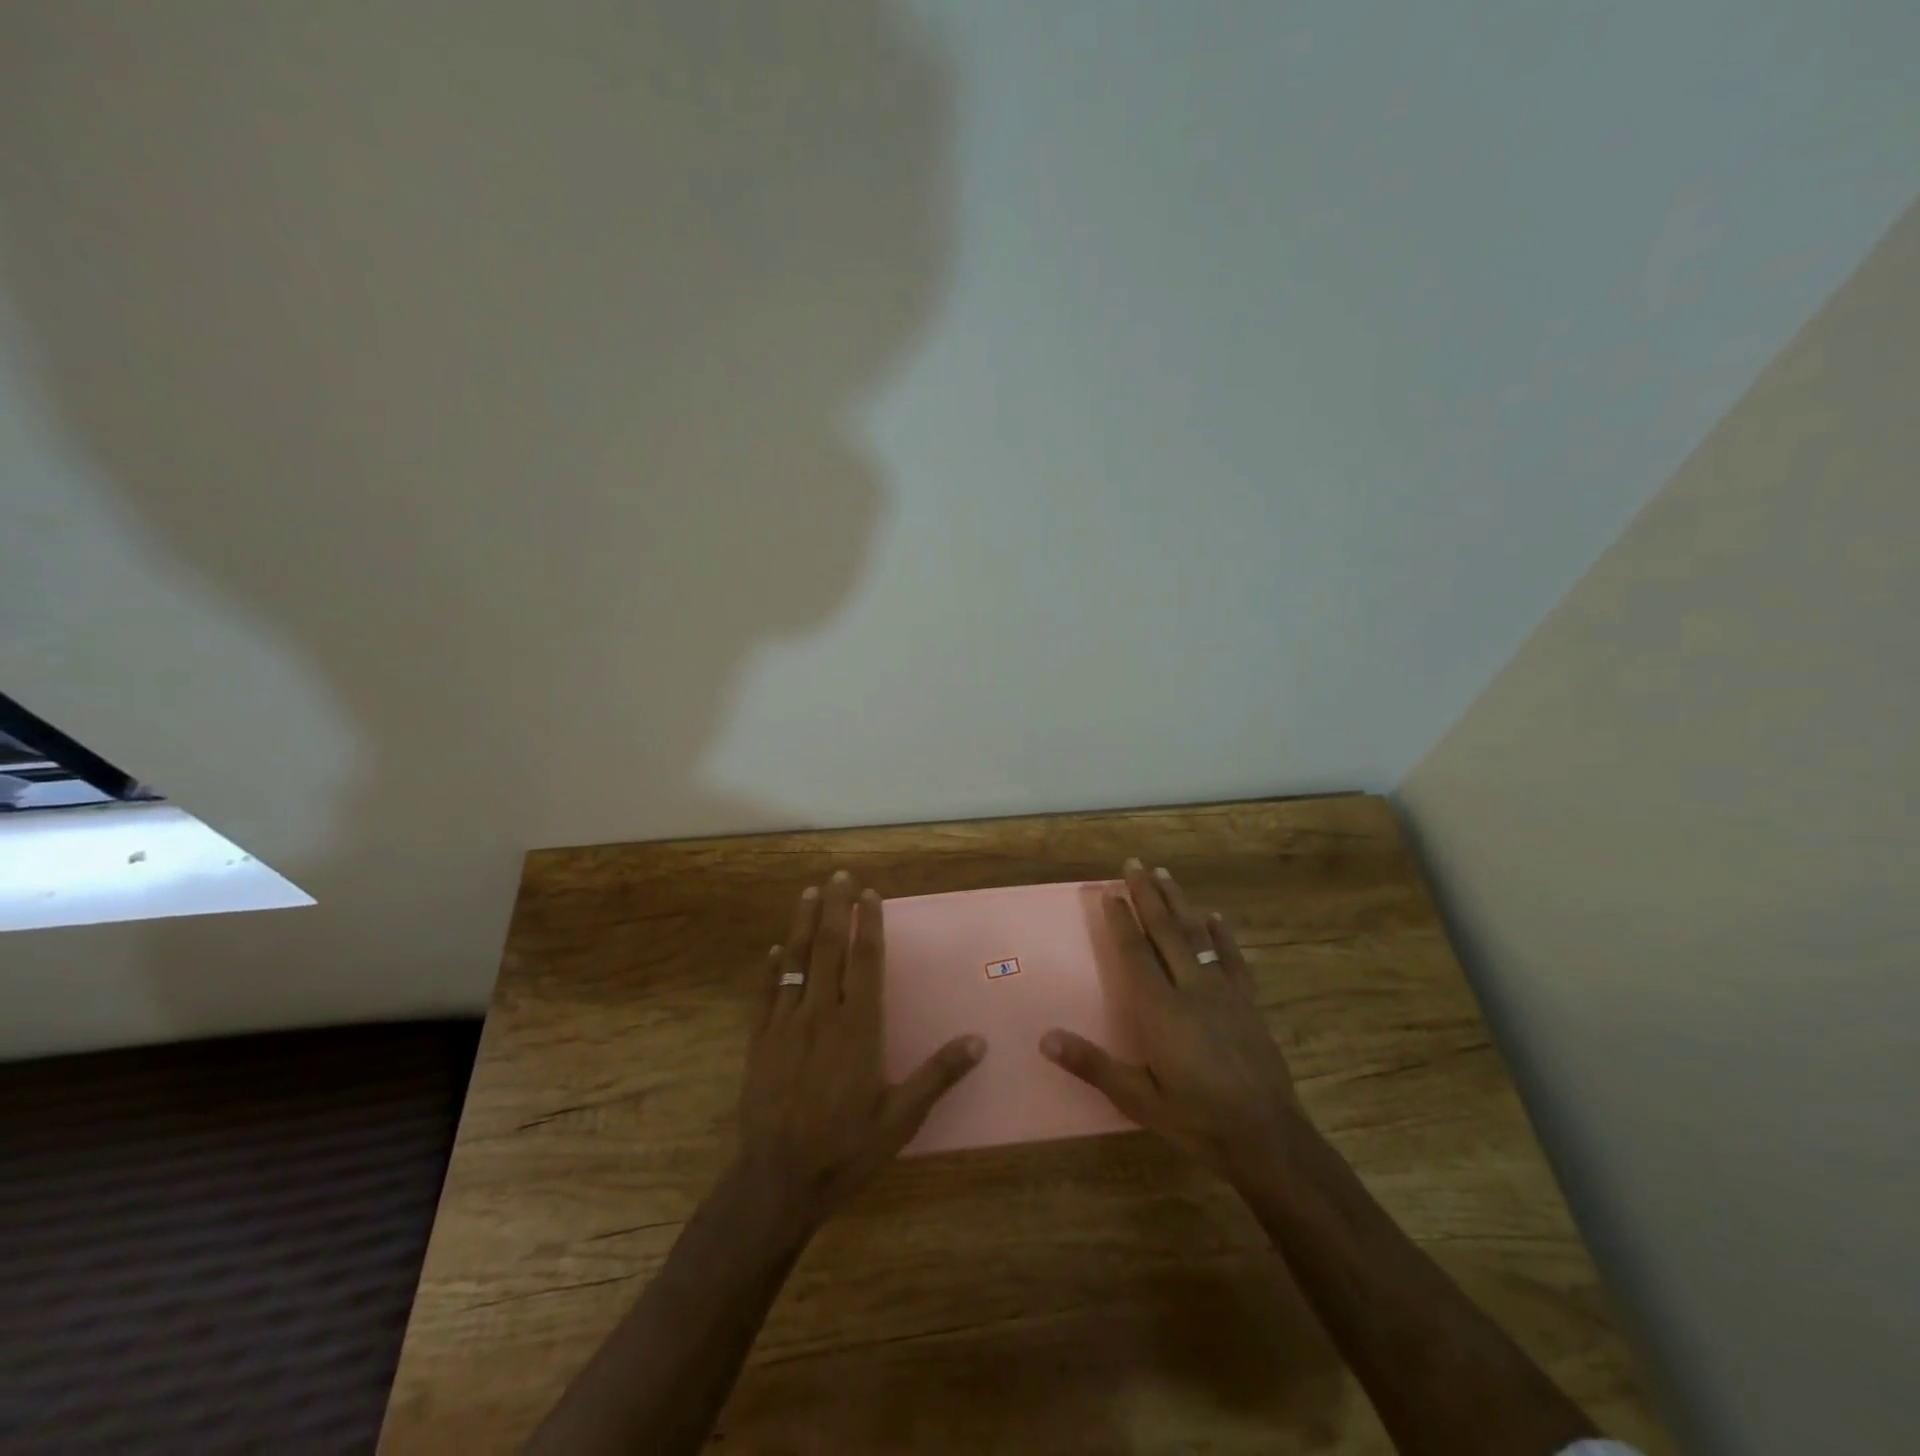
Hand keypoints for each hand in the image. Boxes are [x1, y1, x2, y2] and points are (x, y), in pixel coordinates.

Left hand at [735, 871, 985, 1231]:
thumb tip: (979, 1041)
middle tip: (839, 876)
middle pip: (829, 948)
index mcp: (858, 1027)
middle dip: (835, 908)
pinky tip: (775, 948)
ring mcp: (785, 1025)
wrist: (778, 1180)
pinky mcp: (759, 1041)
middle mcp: (821, 1014)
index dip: (868, 924)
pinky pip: (766, 993)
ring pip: (796, 961)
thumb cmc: (846, 1148)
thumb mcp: (901, 1118)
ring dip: (802, 924)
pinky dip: (772, 967)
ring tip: (808, 893)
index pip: (865, 961)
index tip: (869, 894)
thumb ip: (938, 1075)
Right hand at [1041, 860, 1299, 1185]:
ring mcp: (1224, 993)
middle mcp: (1191, 990)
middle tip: (1134, 863)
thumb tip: (1045, 1039)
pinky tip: (1214, 916)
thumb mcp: (1138, 1099)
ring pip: (1197, 935)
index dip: (1121, 921)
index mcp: (1161, 1010)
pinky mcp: (1248, 1003)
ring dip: (1179, 902)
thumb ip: (1092, 1065)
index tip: (1109, 892)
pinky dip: (1221, 934)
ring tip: (1164, 874)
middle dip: (1147, 895)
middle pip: (1165, 932)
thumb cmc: (1197, 1120)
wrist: (1267, 1138)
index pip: (1135, 953)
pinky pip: (1232, 958)